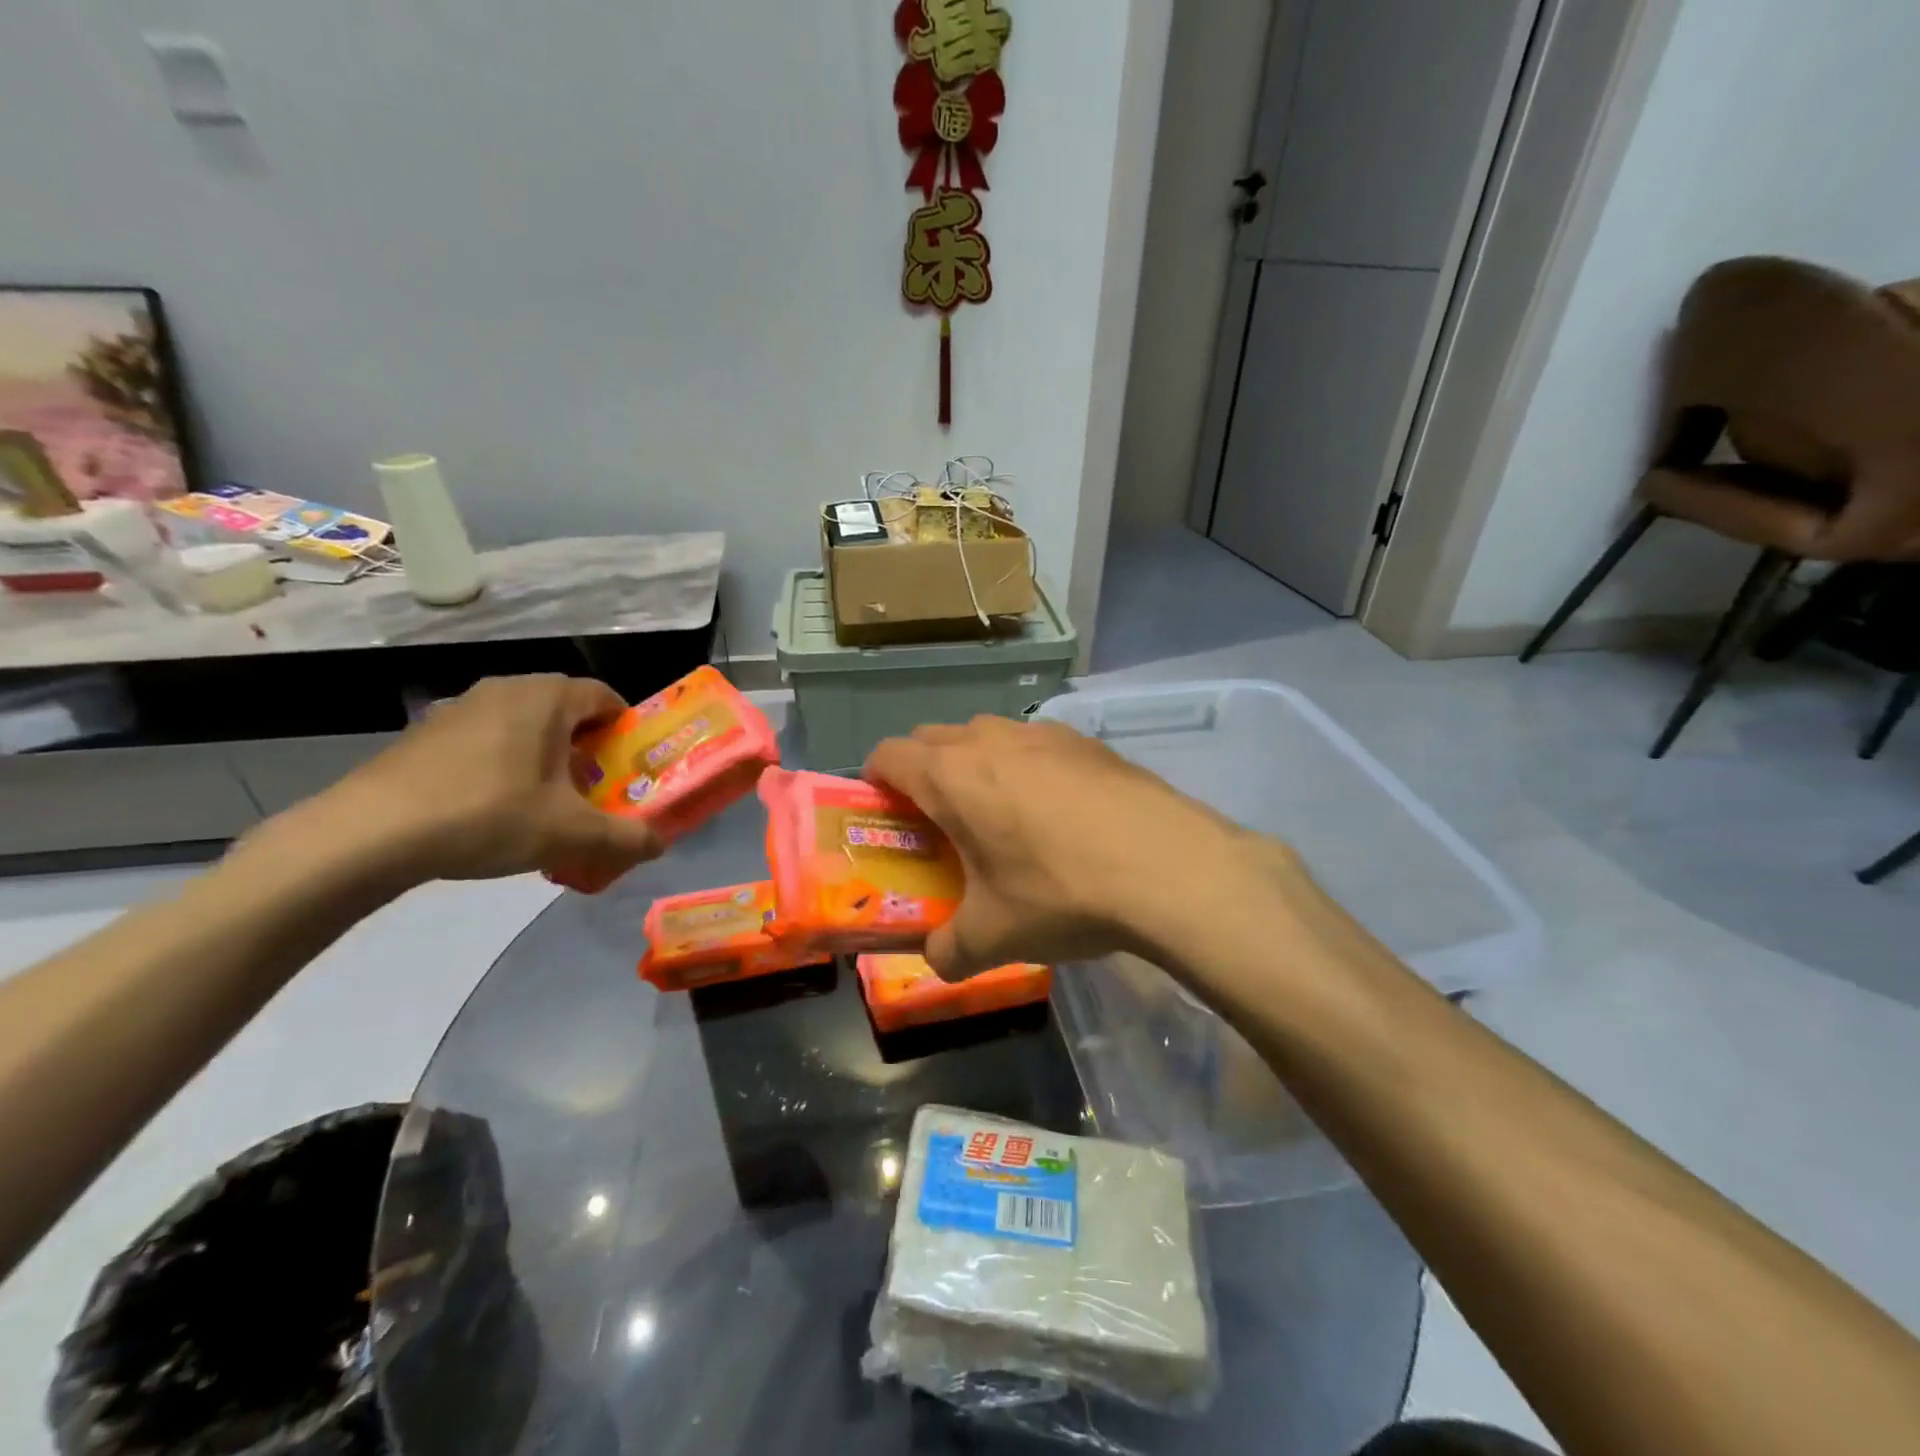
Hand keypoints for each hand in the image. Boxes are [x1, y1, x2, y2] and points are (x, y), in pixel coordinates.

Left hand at [288, 675, 661, 889]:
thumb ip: (626, 838)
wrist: (368, 834)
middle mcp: (506, 688)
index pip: (606, 698)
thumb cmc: (488, 815)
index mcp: (547, 697)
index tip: (629, 769)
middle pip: (566, 712)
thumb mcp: (571, 834)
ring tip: (544, 805)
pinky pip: (486, 740)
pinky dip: (504, 765)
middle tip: (592, 792)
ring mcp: (460, 707)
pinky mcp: (425, 733)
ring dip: (545, 758)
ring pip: (524, 726)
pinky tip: (492, 811)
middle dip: (587, 750)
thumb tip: (660, 844)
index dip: (627, 732)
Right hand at [865, 716, 1282, 976]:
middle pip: (934, 739)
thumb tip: (937, 960)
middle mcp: (991, 740)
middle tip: (941, 824)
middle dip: (925, 773)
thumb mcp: (993, 937)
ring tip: (1001, 816)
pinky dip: (1028, 767)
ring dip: (978, 765)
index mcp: (952, 775)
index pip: (887, 755)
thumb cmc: (1061, 894)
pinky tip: (1059, 814)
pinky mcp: (1089, 742)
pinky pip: (1037, 745)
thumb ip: (948, 951)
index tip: (887, 816)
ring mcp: (1044, 733)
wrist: (1170, 868)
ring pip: (987, 735)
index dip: (876, 782)